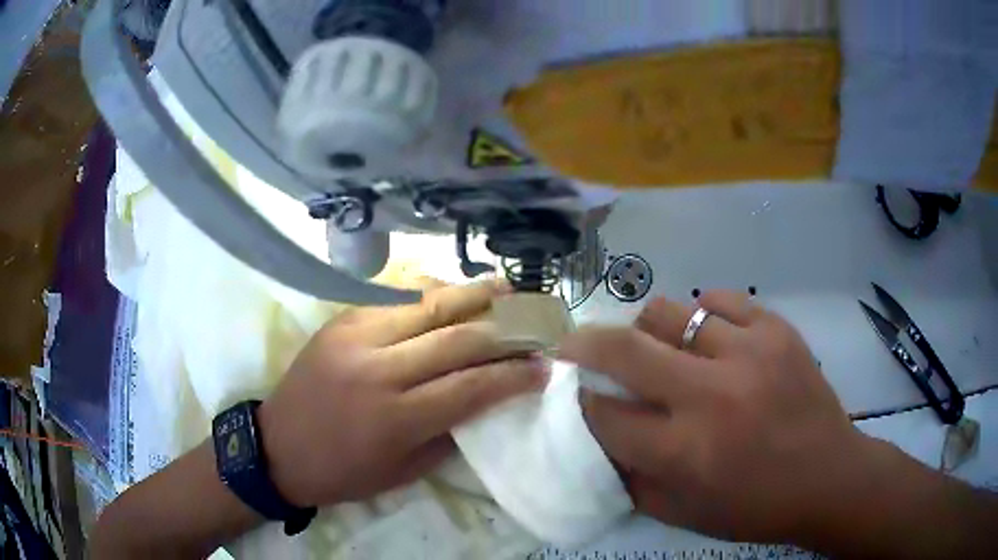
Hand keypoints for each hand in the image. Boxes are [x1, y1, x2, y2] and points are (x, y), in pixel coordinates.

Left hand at [258, 280, 547, 507]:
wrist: (277, 446)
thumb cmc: (342, 472)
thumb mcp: (403, 472)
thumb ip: (448, 433)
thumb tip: (485, 399)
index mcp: (396, 417)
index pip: (471, 387)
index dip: (514, 376)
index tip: (544, 368)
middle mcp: (379, 368)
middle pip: (457, 339)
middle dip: (504, 331)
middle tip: (533, 325)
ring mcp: (357, 336)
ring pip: (428, 306)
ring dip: (472, 296)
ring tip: (505, 289)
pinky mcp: (343, 320)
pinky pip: (396, 298)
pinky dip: (432, 294)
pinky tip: (454, 290)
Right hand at [561, 292, 874, 543]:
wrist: (829, 477)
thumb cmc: (754, 508)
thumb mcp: (682, 513)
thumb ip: (631, 479)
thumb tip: (598, 440)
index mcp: (684, 452)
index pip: (604, 415)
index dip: (579, 403)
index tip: (572, 396)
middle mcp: (710, 396)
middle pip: (623, 348)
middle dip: (583, 344)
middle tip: (573, 346)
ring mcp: (748, 353)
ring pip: (670, 312)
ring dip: (648, 330)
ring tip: (656, 346)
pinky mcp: (776, 329)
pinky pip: (719, 299)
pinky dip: (702, 315)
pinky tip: (708, 337)